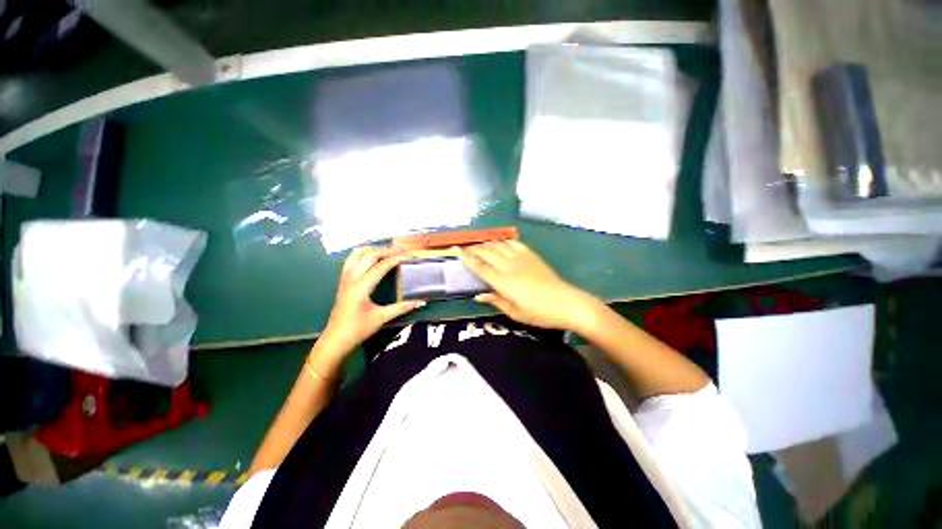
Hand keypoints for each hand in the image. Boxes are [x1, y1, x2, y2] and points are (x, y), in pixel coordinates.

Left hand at [321, 247, 424, 354]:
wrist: (336, 340)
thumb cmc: (358, 329)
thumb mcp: (382, 318)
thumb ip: (402, 307)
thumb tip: (421, 302)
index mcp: (361, 287)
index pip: (381, 266)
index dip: (397, 259)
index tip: (410, 256)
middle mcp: (352, 278)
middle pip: (369, 255)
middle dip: (387, 250)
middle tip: (403, 251)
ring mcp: (345, 278)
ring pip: (357, 254)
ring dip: (374, 249)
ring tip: (389, 251)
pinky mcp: (343, 281)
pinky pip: (351, 260)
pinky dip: (363, 254)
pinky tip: (373, 258)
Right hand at [459, 241, 599, 330]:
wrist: (565, 302)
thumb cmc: (538, 313)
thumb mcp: (514, 312)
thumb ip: (495, 301)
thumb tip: (478, 295)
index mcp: (503, 282)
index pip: (480, 267)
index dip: (467, 259)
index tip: (456, 251)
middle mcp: (509, 266)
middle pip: (487, 253)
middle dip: (474, 249)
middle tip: (465, 248)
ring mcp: (521, 258)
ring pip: (498, 245)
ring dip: (486, 243)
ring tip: (479, 245)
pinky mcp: (531, 255)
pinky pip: (514, 243)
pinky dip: (503, 241)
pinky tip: (499, 242)